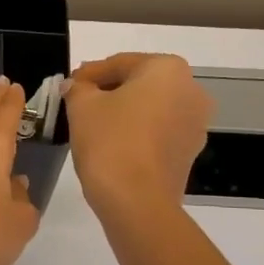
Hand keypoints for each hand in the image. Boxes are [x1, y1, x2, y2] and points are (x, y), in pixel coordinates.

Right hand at [64, 53, 212, 218]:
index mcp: (167, 69)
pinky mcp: (190, 151)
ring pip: (151, 108)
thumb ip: (77, 88)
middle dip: (109, 91)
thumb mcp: (82, 106)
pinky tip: (113, 144)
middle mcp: (191, 90)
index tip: (68, 86)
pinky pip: (158, 131)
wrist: (137, 201)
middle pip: (140, 83)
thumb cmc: (110, 142)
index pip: (119, 63)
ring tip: (93, 126)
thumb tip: (77, 86)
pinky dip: (137, 132)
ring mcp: (196, 123)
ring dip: (125, 112)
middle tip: (78, 103)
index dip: (88, 73)